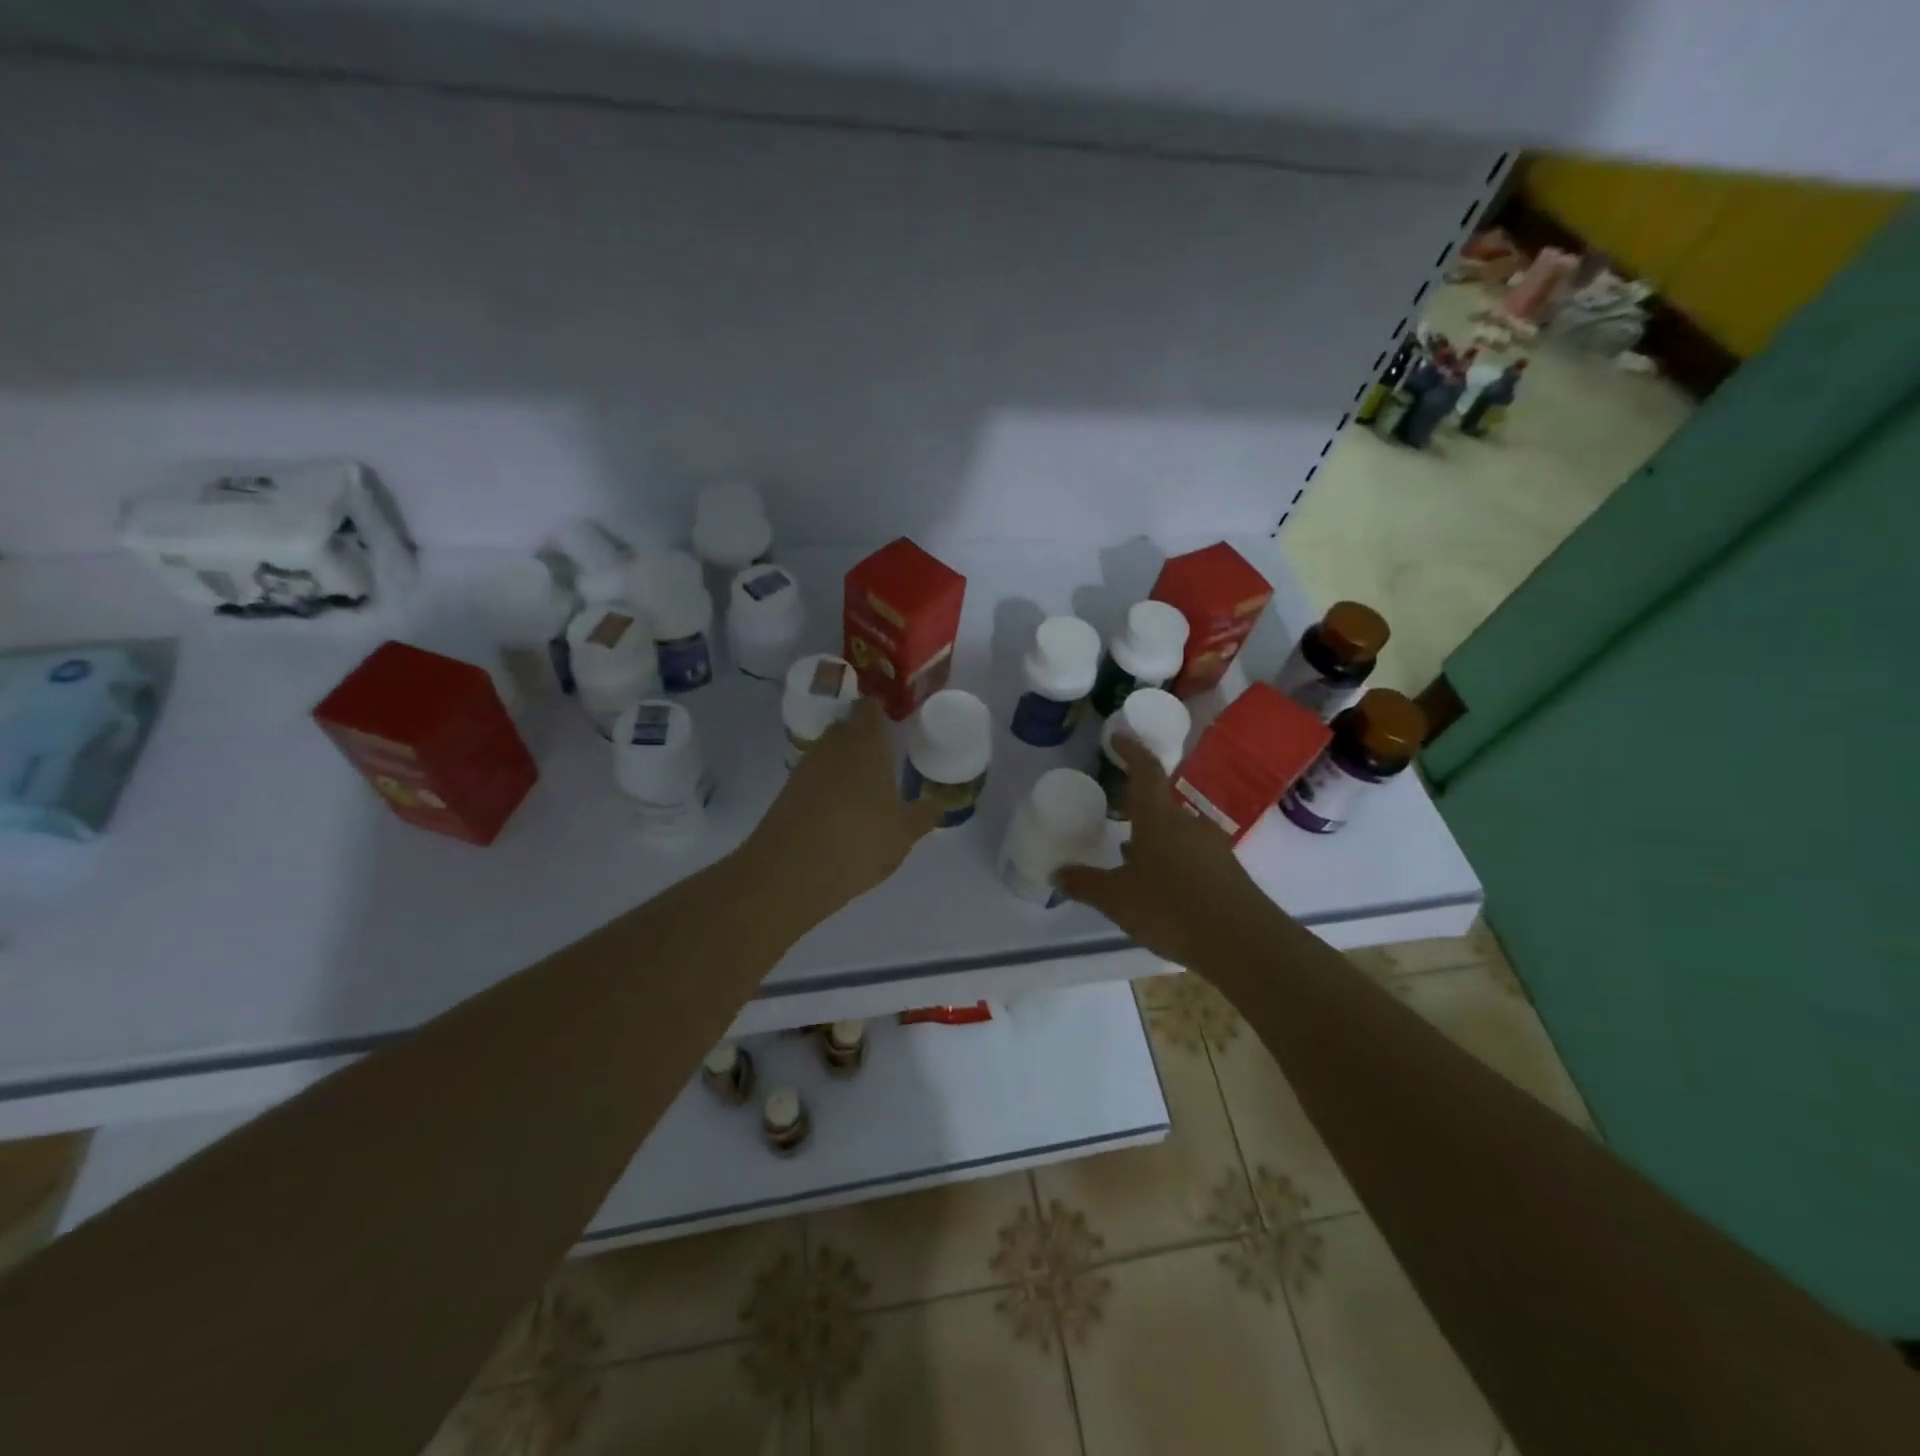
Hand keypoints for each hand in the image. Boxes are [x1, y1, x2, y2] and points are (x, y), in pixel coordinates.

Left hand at [744, 696, 941, 918]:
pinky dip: (831, 787)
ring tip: (870, 788)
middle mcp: (833, 745)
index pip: (871, 707)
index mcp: (865, 741)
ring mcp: (806, 767)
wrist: (790, 872)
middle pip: (849, 728)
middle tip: (890, 756)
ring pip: (832, 754)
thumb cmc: (859, 840)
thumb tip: (937, 803)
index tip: (899, 721)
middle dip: (867, 739)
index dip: (884, 709)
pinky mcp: (789, 792)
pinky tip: (845, 811)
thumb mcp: (904, 832)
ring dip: (848, 765)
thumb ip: (924, 814)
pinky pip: (817, 778)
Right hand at [1055, 734, 1273, 966]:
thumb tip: (1056, 873)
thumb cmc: (1171, 908)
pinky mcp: (1224, 872)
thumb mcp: (1117, 899)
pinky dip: (1168, 858)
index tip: (1117, 737)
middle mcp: (1187, 824)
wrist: (1243, 943)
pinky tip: (1155, 882)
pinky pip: (1188, 854)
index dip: (1131, 750)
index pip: (1145, 770)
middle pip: (1159, 802)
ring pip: (1174, 831)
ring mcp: (1210, 847)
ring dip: (1150, 835)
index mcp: (1158, 818)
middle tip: (1112, 810)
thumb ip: (1085, 884)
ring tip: (1126, 851)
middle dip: (1135, 805)